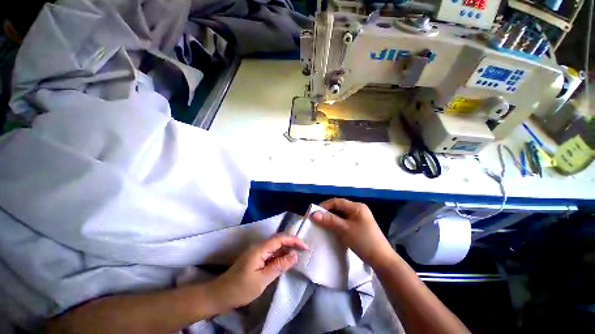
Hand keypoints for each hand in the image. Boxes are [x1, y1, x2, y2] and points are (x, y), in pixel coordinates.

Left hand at [209, 234, 308, 309]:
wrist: (220, 295)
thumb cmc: (240, 288)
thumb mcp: (262, 280)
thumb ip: (279, 266)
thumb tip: (294, 255)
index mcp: (260, 249)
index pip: (280, 239)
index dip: (294, 240)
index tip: (305, 247)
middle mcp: (259, 246)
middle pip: (279, 240)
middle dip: (292, 243)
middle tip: (304, 250)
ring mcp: (258, 252)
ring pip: (276, 246)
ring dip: (287, 249)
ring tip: (299, 254)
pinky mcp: (257, 257)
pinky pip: (272, 253)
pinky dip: (281, 255)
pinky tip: (286, 260)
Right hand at [311, 198, 394, 267]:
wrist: (382, 259)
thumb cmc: (364, 241)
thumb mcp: (345, 229)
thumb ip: (329, 220)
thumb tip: (313, 214)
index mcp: (357, 207)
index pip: (337, 202)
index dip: (324, 205)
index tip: (313, 212)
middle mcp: (358, 209)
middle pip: (339, 207)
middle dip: (327, 212)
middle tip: (316, 219)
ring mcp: (359, 217)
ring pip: (341, 214)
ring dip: (331, 218)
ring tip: (321, 223)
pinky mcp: (358, 225)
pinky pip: (344, 220)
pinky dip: (337, 223)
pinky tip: (331, 228)